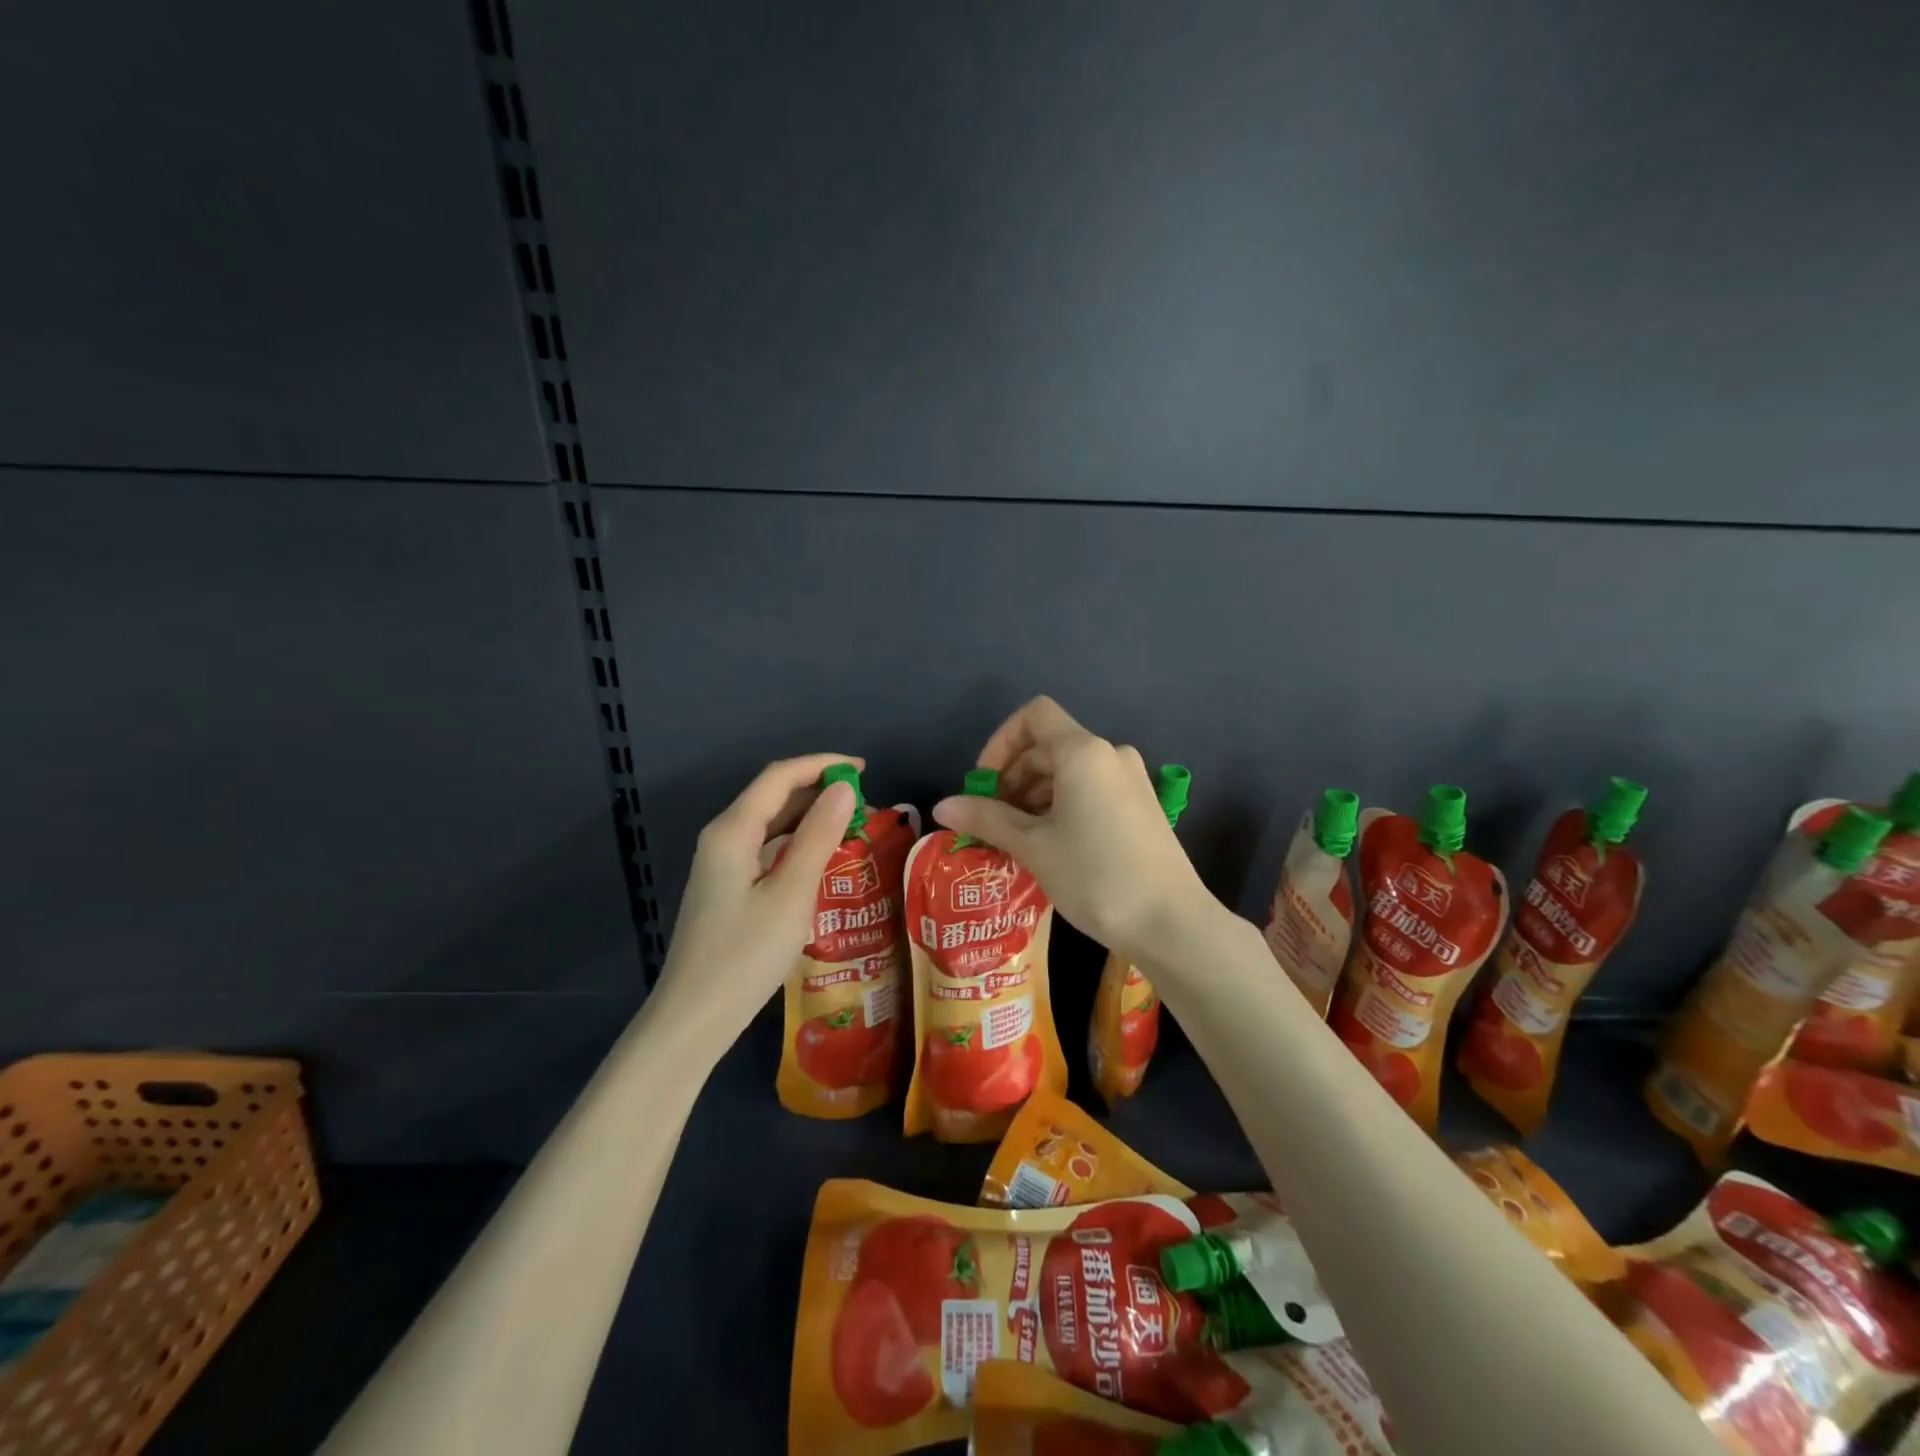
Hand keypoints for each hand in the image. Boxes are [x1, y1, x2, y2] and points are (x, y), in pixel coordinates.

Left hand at [650, 754, 861, 1056]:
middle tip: (865, 803)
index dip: (821, 765)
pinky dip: (797, 842)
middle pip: (773, 796)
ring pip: (771, 823)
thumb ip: (818, 837)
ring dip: (810, 816)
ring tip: (852, 825)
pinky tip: (822, 857)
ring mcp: (722, 864)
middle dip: (818, 790)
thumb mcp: (791, 894)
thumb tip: (844, 789)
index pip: (780, 777)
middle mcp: (723, 837)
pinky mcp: (727, 887)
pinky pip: (766, 848)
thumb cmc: (745, 955)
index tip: (863, 769)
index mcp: (732, 831)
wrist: (693, 1018)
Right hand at [931, 697, 1211, 963]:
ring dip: (1035, 795)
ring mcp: (1131, 780)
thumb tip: (942, 807)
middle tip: (993, 821)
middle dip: (1013, 777)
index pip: (1033, 716)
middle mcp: (1111, 755)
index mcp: (1084, 752)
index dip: (1000, 743)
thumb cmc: (1095, 876)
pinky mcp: (1142, 806)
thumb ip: (986, 819)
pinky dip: (1062, 806)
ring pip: (1069, 771)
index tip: (984, 785)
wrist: (1172, 924)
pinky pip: (1091, 790)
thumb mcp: (1033, 846)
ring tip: (1017, 840)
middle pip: (1049, 745)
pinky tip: (1051, 846)